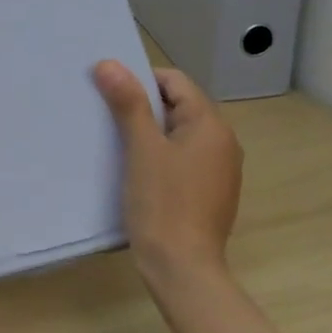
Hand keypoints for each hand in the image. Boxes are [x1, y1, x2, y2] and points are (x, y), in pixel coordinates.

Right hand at [93, 60, 243, 313]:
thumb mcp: (141, 148)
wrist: (183, 268)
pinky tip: (137, 172)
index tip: (110, 94)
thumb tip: (109, 63)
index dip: (141, 81)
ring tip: (118, 144)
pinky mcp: (210, 193)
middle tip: (107, 118)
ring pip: (179, 135)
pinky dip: (160, 157)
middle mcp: (223, 142)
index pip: (175, 82)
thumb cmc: (163, 203)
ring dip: (150, 134)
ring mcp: (220, 170)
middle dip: (143, 108)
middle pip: (178, 107)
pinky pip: (183, 160)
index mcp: (211, 125)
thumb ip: (128, 103)